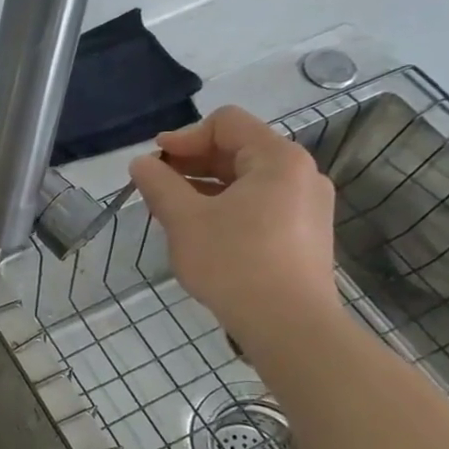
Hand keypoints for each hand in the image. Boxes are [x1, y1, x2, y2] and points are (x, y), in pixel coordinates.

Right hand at [128, 106, 338, 340]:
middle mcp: (300, 173)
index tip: (154, 162)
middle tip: (157, 187)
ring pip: (247, 180)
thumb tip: (141, 163)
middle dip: (192, 163)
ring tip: (173, 211)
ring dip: (206, 187)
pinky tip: (203, 232)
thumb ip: (159, 184)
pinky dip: (227, 207)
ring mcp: (307, 206)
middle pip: (238, 149)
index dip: (184, 136)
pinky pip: (260, 205)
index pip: (226, 123)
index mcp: (277, 159)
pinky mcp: (305, 234)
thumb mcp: (184, 219)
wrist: (289, 325)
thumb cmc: (234, 262)